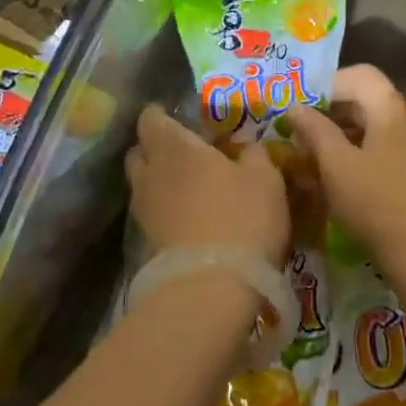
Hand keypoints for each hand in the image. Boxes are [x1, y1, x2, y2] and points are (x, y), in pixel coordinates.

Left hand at [125, 105, 289, 267]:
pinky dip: (166, 209)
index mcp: (175, 146)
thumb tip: (246, 147)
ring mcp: (144, 210)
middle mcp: (151, 173)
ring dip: (160, 180)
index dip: (161, 114)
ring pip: (144, 183)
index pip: (151, 118)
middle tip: (186, 150)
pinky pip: (152, 213)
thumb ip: (254, 154)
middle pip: (139, 150)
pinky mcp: (146, 243)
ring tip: (190, 185)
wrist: (211, 290)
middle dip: (156, 146)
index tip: (179, 116)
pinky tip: (191, 216)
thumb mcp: (265, 178)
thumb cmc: (241, 218)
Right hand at [288, 65, 405, 272]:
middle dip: (328, 111)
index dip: (325, 84)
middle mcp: (404, 118)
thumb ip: (314, 130)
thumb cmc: (377, 202)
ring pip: (368, 125)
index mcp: (389, 107)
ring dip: (338, 134)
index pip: (357, 75)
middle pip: (363, 99)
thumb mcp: (336, 164)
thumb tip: (295, 106)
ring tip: (307, 153)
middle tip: (297, 130)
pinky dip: (352, 152)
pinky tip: (331, 175)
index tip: (298, 106)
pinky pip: (377, 147)